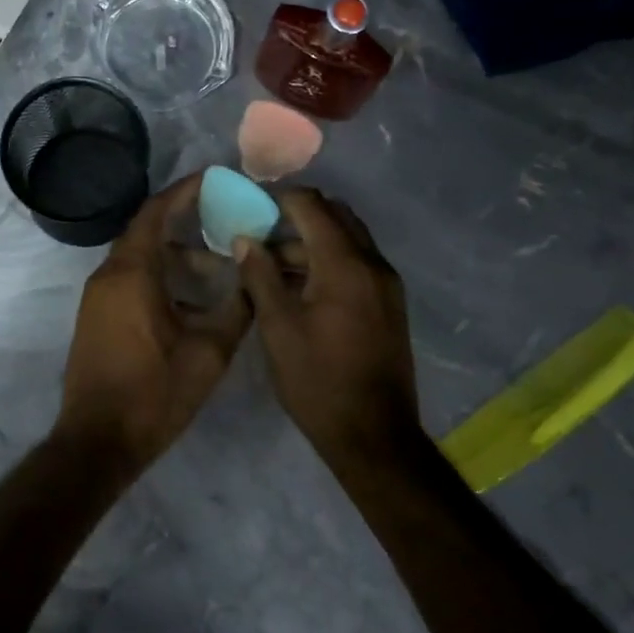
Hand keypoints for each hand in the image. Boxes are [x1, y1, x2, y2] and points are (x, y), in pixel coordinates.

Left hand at [59, 173, 252, 461]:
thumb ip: (236, 309)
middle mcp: (108, 276)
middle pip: (148, 231)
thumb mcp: (208, 352)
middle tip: (227, 220)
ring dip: (177, 256)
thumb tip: (255, 278)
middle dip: (188, 222)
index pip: (156, 212)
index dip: (186, 190)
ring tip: (220, 269)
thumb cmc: (153, 394)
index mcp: (131, 273)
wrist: (98, 441)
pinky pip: (131, 280)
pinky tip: (193, 300)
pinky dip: (162, 276)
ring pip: (141, 259)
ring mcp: (98, 298)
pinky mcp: (97, 318)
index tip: (216, 178)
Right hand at [235, 188, 424, 462]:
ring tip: (270, 266)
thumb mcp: (278, 328)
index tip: (249, 207)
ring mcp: (386, 284)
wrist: (373, 434)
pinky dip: (328, 262)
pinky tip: (298, 288)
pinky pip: (356, 264)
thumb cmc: (318, 381)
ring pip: (347, 241)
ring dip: (311, 242)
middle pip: (335, 216)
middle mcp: (373, 263)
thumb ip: (260, 276)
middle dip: (297, 216)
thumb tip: (244, 239)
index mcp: (345, 264)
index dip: (279, 199)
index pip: (312, 206)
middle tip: (259, 233)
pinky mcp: (389, 303)